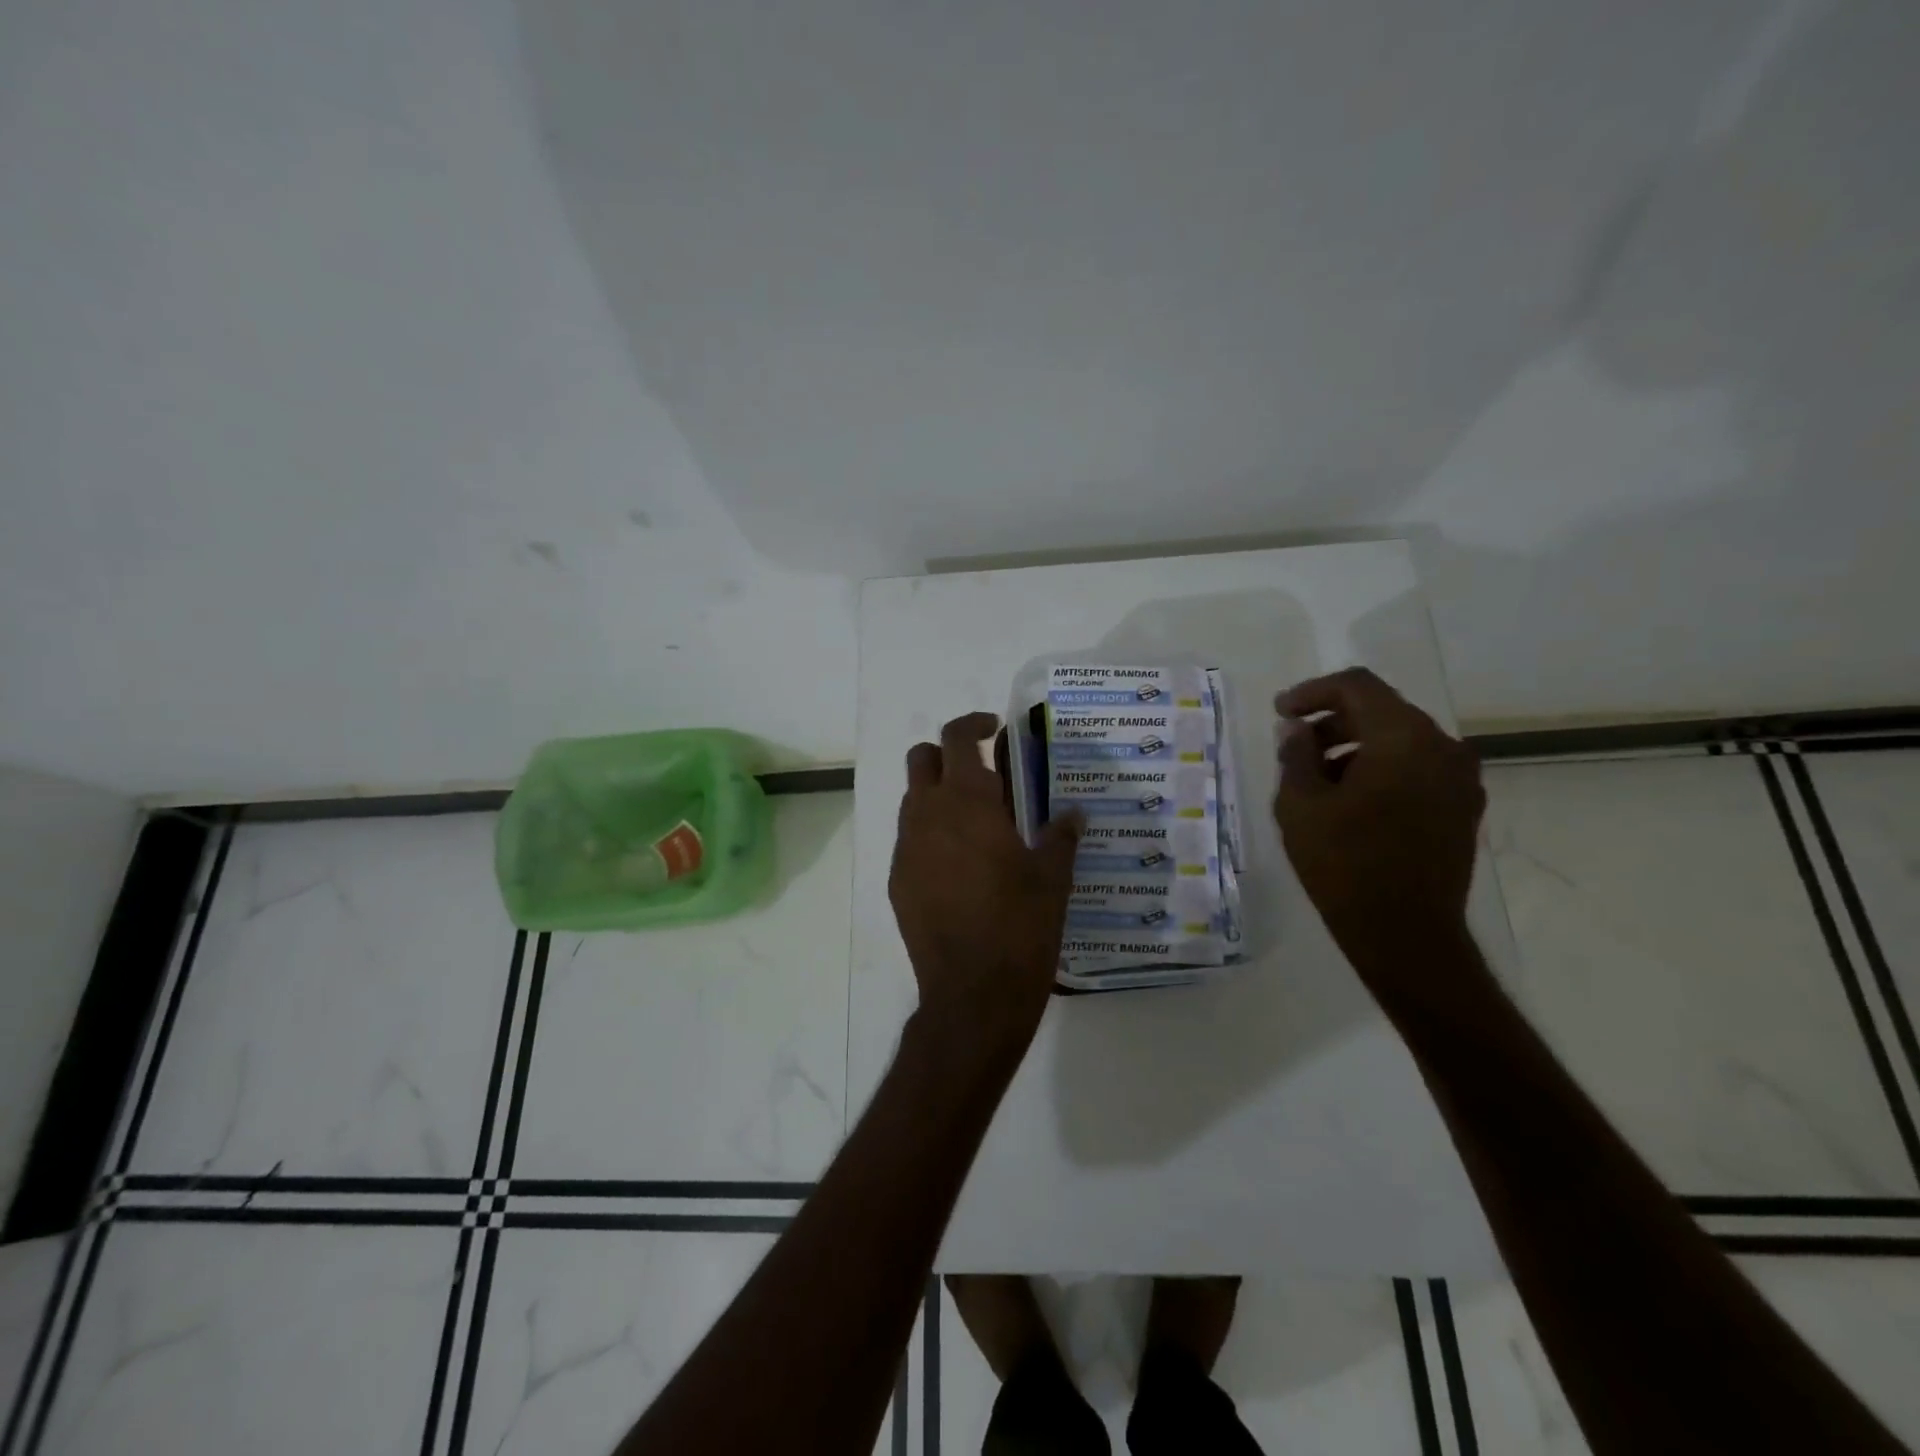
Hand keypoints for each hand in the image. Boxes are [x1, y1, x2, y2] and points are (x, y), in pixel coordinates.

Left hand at [889, 713, 1083, 1058]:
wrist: (973, 995)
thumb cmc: (1020, 927)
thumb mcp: (1053, 878)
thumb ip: (1061, 836)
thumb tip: (1074, 813)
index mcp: (968, 802)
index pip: (957, 737)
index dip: (974, 723)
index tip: (995, 727)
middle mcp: (928, 815)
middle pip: (921, 758)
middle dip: (947, 754)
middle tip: (982, 773)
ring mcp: (907, 849)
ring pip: (912, 799)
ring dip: (938, 795)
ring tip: (976, 823)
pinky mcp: (898, 881)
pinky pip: (910, 840)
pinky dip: (930, 835)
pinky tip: (960, 866)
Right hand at [1272, 668, 1486, 991]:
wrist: (1406, 934)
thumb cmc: (1344, 864)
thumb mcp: (1300, 805)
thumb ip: (1296, 755)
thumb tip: (1297, 730)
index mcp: (1403, 738)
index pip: (1357, 687)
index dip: (1312, 692)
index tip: (1280, 713)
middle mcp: (1442, 747)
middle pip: (1381, 710)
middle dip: (1332, 721)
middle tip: (1294, 746)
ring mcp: (1459, 778)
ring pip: (1400, 739)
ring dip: (1355, 746)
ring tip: (1316, 777)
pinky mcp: (1462, 807)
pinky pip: (1417, 767)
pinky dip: (1381, 768)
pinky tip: (1351, 799)